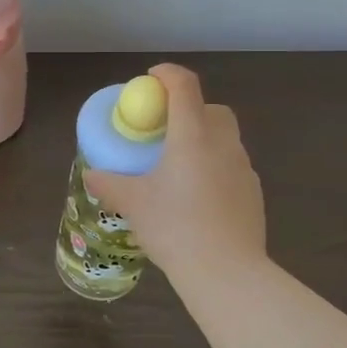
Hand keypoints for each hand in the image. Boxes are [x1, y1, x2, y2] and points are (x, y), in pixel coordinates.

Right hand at [86, 64, 265, 280]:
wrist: (227, 272)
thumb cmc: (175, 228)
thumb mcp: (133, 204)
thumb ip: (110, 184)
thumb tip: (92, 174)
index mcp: (193, 136)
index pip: (184, 86)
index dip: (167, 75)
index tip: (151, 79)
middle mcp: (223, 144)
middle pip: (212, 109)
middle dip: (190, 110)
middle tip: (165, 131)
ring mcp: (244, 168)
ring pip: (225, 139)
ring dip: (204, 141)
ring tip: (179, 169)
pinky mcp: (254, 193)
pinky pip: (232, 168)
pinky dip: (215, 169)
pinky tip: (199, 198)